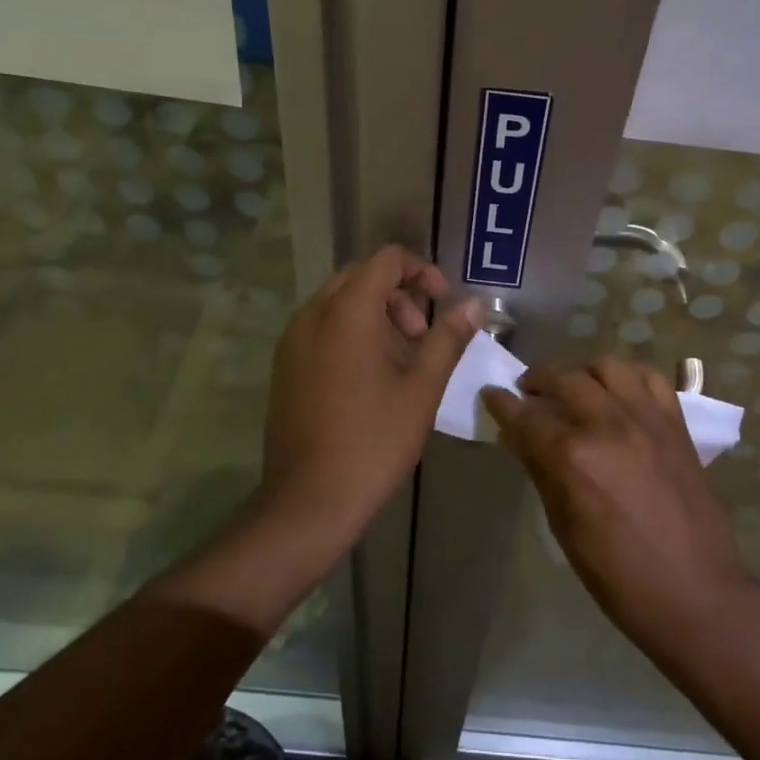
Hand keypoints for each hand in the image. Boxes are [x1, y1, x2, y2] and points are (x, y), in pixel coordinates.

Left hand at [262, 245, 480, 529]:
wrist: (309, 499)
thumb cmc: (374, 440)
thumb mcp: (422, 388)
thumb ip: (448, 338)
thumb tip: (475, 305)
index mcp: (348, 311)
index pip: (386, 259)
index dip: (421, 271)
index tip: (442, 302)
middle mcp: (313, 314)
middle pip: (361, 276)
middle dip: (398, 294)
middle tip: (421, 336)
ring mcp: (292, 340)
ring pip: (337, 302)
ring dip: (374, 313)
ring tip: (400, 359)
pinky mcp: (284, 366)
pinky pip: (320, 327)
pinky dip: (349, 332)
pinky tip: (368, 377)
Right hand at [482, 356, 754, 652]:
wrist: (695, 592)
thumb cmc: (618, 575)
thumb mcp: (564, 528)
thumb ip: (540, 471)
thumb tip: (515, 437)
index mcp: (574, 457)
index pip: (526, 416)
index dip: (502, 402)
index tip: (491, 393)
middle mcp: (609, 425)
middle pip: (564, 379)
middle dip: (538, 380)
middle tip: (528, 393)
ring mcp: (647, 419)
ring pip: (608, 366)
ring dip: (582, 371)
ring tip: (575, 389)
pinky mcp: (676, 424)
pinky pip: (651, 378)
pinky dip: (628, 377)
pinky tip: (618, 394)